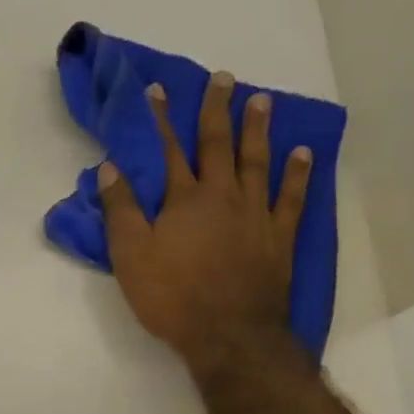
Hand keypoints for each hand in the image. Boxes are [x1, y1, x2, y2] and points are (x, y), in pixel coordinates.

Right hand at [98, 72, 311, 377]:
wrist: (229, 335)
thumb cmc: (173, 297)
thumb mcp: (130, 256)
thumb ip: (121, 210)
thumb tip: (110, 168)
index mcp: (183, 200)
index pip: (168, 150)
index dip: (162, 119)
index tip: (159, 89)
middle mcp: (222, 196)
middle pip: (218, 145)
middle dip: (216, 110)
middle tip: (223, 79)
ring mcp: (255, 214)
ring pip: (257, 162)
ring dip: (257, 129)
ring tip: (261, 100)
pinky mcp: (279, 237)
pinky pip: (291, 198)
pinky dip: (297, 174)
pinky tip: (302, 153)